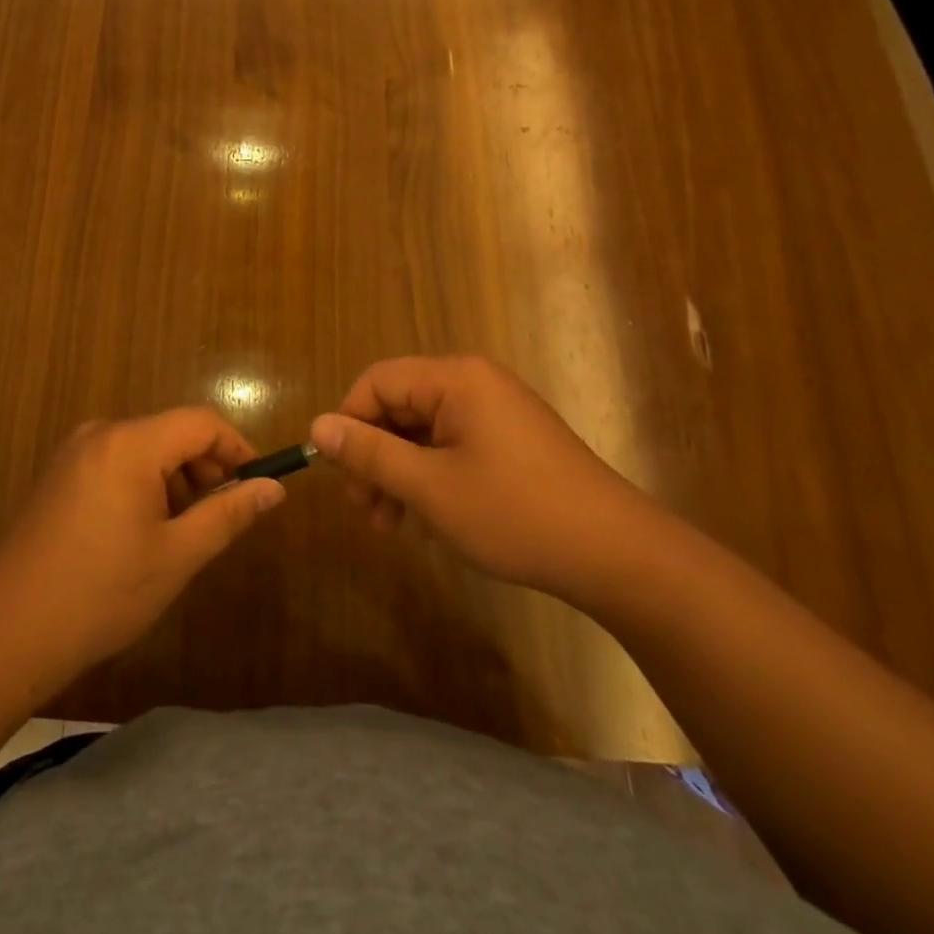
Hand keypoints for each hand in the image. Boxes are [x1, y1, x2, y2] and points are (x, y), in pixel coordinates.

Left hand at [0, 408, 284, 689]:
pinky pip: (119, 462)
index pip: (201, 422)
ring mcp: (76, 452)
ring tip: (183, 533)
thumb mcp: (176, 555)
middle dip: (206, 468)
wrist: (7, 632)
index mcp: (130, 443)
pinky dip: (145, 485)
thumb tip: (274, 487)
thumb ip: (228, 514)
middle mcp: (102, 433)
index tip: (257, 486)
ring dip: (176, 480)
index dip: (237, 448)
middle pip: (173, 432)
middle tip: (221, 517)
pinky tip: (145, 532)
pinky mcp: (61, 474)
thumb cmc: (101, 593)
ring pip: (147, 449)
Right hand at [310, 355, 663, 605]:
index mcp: (454, 379)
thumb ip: (371, 453)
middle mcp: (473, 383)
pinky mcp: (509, 440)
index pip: (377, 382)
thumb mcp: (430, 487)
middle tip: (366, 511)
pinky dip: (430, 477)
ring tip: (391, 525)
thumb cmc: (514, 513)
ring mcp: (495, 411)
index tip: (341, 476)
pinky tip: (426, 519)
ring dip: (399, 473)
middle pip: (399, 406)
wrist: (616, 554)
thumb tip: (318, 427)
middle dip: (375, 457)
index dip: (349, 424)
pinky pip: (451, 446)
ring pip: (423, 431)